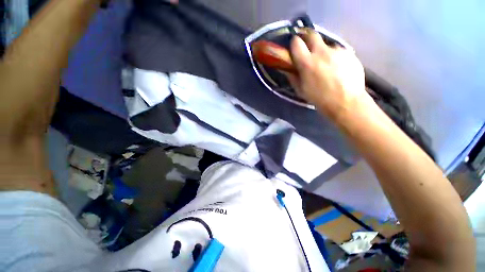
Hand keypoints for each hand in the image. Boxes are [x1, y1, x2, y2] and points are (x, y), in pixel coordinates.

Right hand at [287, 31, 369, 120]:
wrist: (346, 101)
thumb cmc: (319, 98)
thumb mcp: (301, 91)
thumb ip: (293, 77)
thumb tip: (288, 69)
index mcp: (307, 63)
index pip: (296, 43)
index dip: (294, 43)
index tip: (294, 47)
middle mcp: (321, 52)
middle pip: (312, 34)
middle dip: (307, 38)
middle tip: (307, 47)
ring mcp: (337, 51)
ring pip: (326, 44)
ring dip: (323, 51)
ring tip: (326, 65)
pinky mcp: (349, 53)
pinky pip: (338, 51)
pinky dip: (334, 57)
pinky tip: (338, 68)